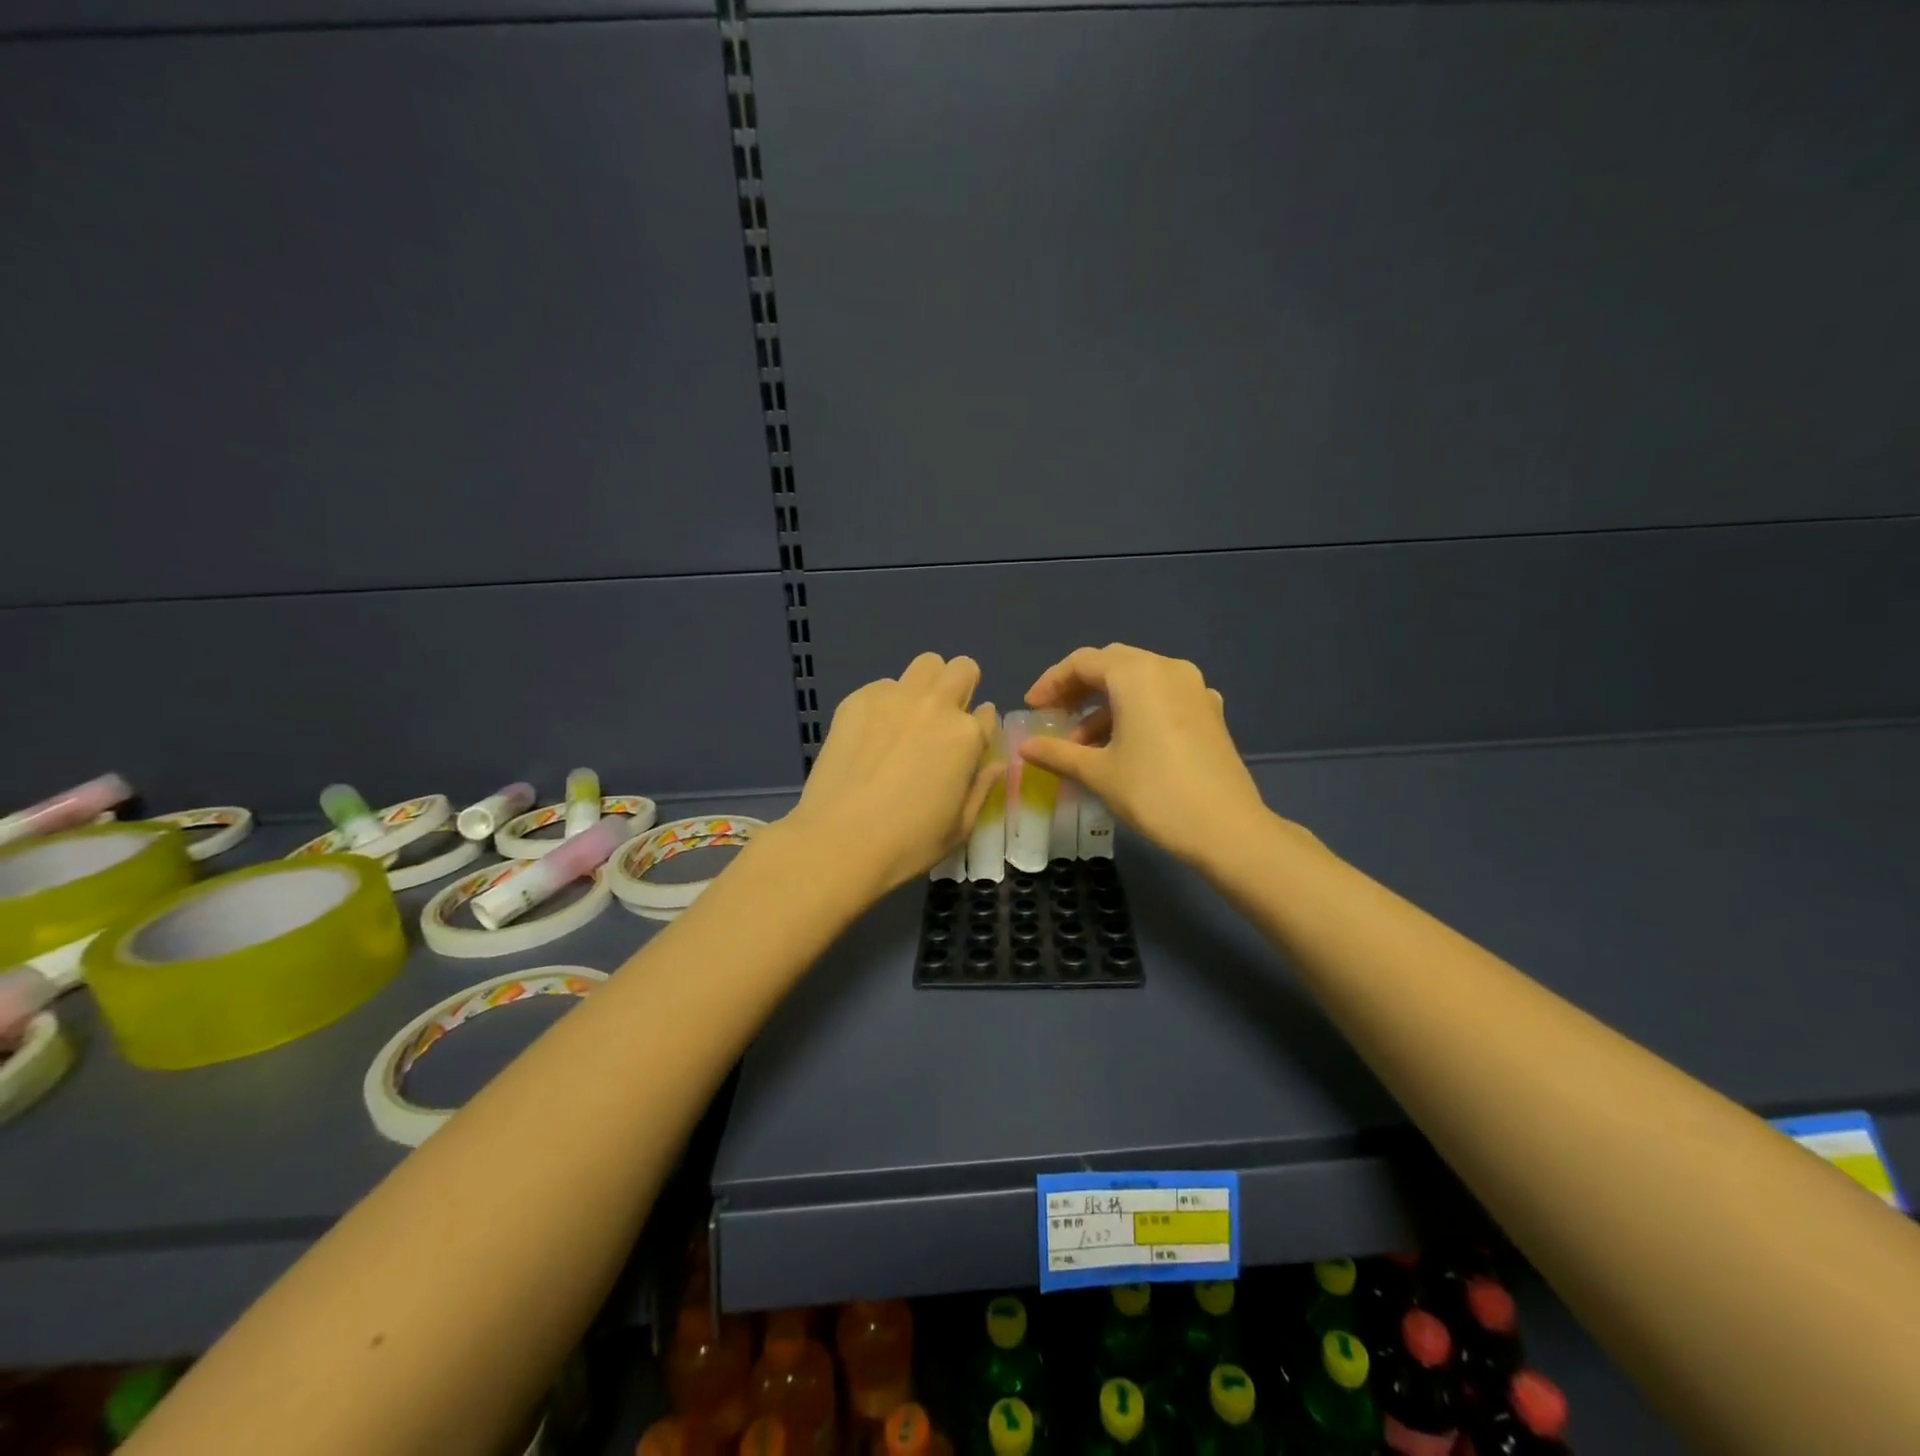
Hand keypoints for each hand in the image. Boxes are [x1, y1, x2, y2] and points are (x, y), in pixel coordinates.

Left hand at [783, 653, 1000, 896]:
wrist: (839, 841)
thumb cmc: (908, 843)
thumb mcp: (960, 826)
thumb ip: (982, 786)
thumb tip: (994, 762)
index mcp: (967, 736)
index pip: (988, 714)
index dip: (980, 730)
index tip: (967, 748)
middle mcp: (936, 705)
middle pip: (961, 669)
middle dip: (959, 689)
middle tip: (942, 723)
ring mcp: (894, 698)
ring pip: (925, 665)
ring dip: (926, 686)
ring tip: (908, 721)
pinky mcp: (858, 700)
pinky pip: (884, 686)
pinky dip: (886, 702)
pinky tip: (871, 736)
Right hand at [1019, 643, 1269, 867]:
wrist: (1227, 829)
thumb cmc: (1154, 793)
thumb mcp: (1098, 773)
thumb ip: (1057, 753)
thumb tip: (1025, 748)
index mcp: (1138, 674)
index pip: (1083, 662)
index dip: (1051, 682)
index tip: (1032, 709)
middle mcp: (1168, 670)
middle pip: (1112, 665)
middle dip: (1078, 689)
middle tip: (1054, 716)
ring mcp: (1195, 690)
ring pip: (1138, 682)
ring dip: (1105, 705)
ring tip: (1082, 744)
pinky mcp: (1209, 713)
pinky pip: (1162, 699)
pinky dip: (1134, 712)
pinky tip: (1122, 746)